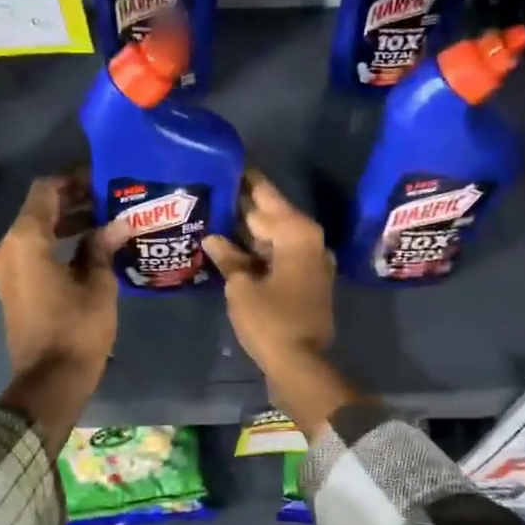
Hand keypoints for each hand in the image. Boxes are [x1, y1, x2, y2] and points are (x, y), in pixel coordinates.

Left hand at [0, 175, 117, 453]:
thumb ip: (102, 246)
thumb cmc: (76, 329)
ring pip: (37, 232)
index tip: (102, 180)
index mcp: (25, 240)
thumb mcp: (97, 284)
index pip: (46, 190)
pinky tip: (90, 247)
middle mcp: (8, 248)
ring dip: (67, 224)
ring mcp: (6, 269)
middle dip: (74, 202)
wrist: (49, 381)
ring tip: (106, 222)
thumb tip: (117, 224)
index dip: (73, 180)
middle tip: (110, 200)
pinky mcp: (12, 287)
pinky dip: (57, 244)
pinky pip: (33, 252)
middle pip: (40, 210)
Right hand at [202, 175, 354, 435]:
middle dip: (244, 204)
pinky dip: (258, 250)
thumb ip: (228, 257)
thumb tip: (214, 238)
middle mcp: (309, 241)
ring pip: (274, 236)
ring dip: (248, 229)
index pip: (266, 195)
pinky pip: (278, 255)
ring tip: (216, 212)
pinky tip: (232, 246)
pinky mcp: (305, 281)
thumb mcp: (242, 287)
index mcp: (297, 234)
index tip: (230, 161)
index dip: (247, 179)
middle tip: (214, 186)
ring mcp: (310, 262)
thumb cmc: (271, 321)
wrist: (301, 364)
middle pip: (271, 215)